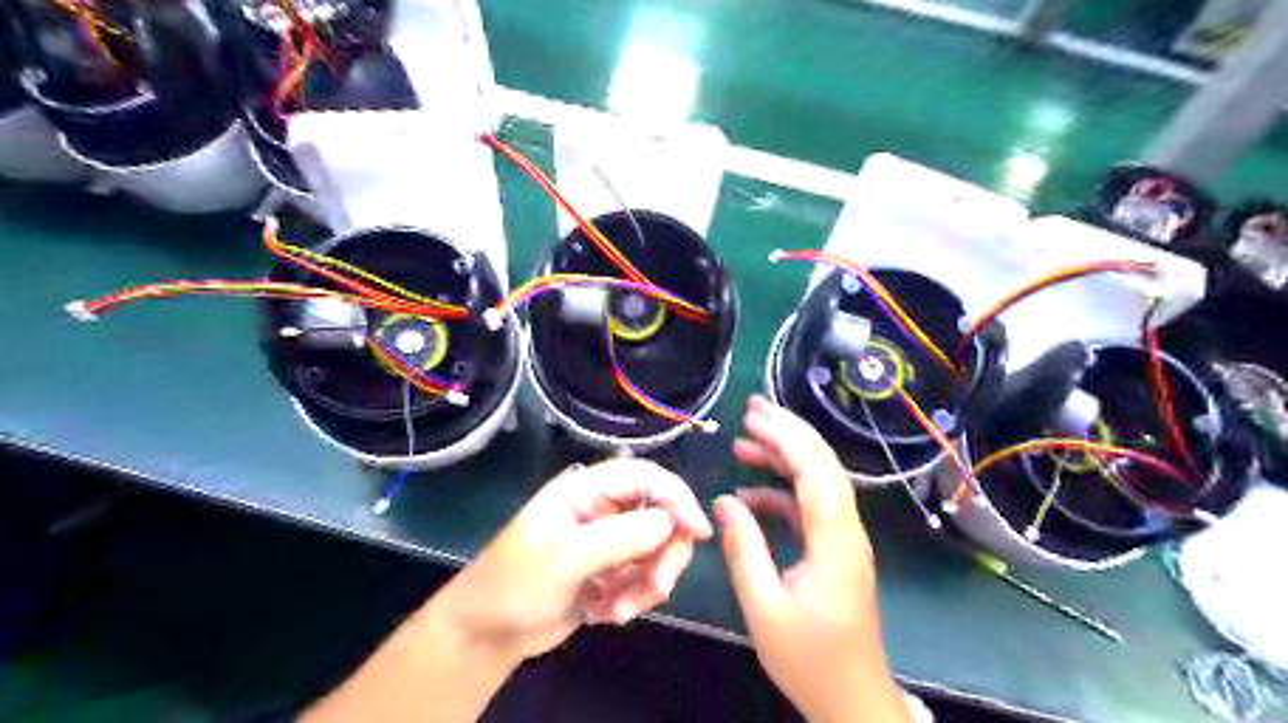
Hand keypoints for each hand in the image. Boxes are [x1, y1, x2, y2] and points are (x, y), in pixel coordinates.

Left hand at [432, 457, 714, 664]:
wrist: (487, 634)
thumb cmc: (515, 584)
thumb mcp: (564, 558)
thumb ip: (620, 536)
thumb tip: (671, 522)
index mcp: (587, 488)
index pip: (645, 476)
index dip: (676, 496)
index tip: (698, 531)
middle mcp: (603, 508)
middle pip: (660, 515)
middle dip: (664, 554)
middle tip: (656, 587)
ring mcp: (609, 540)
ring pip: (657, 551)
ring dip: (647, 583)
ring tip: (618, 610)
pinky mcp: (612, 570)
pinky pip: (645, 577)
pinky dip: (635, 597)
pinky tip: (607, 613)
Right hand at [715, 395, 902, 721]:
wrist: (851, 699)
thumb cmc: (808, 656)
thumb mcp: (763, 606)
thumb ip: (743, 549)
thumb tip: (723, 501)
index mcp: (834, 540)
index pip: (815, 471)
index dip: (786, 436)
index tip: (752, 415)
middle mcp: (846, 529)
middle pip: (822, 465)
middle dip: (788, 431)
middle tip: (751, 409)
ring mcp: (843, 538)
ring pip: (816, 482)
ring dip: (783, 459)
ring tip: (744, 443)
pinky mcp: (834, 549)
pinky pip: (808, 507)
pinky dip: (780, 493)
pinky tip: (748, 497)